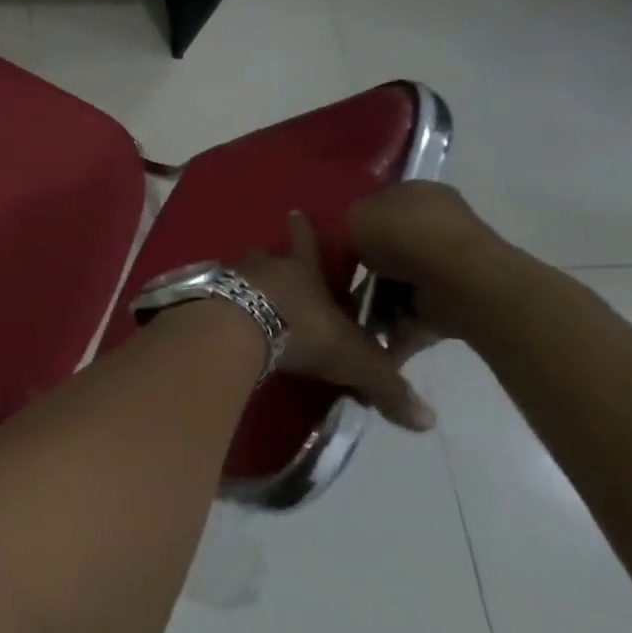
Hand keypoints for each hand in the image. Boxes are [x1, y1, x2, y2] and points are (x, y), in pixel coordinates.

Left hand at [234, 212, 436, 432]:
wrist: (238, 327)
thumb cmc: (302, 331)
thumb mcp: (353, 360)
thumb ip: (386, 386)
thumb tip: (428, 421)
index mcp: (302, 271)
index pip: (307, 244)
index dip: (304, 230)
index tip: (295, 211)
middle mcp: (264, 266)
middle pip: (267, 256)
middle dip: (272, 260)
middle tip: (271, 266)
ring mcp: (229, 277)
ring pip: (238, 273)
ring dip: (244, 283)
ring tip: (245, 296)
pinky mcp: (203, 295)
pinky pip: (213, 295)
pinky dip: (219, 303)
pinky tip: (220, 317)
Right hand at [348, 182, 521, 343]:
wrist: (456, 280)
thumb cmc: (402, 235)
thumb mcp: (354, 215)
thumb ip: (349, 222)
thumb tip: (354, 238)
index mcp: (417, 191)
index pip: (382, 203)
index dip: (359, 223)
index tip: (340, 244)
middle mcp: (438, 222)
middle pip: (392, 243)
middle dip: (370, 264)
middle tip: (344, 279)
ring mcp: (451, 261)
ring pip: (403, 278)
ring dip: (381, 297)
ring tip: (354, 312)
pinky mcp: (457, 297)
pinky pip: (418, 309)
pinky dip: (399, 322)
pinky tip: (377, 332)